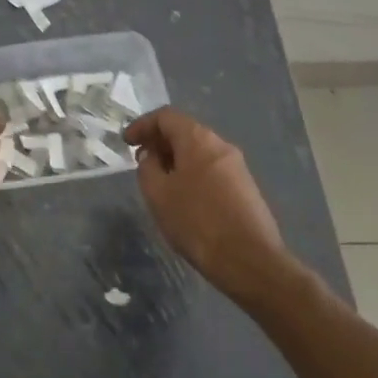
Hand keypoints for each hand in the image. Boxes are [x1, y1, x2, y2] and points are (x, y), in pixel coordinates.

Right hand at [126, 107, 292, 301]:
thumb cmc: (197, 222)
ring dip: (176, 159)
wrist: (251, 261)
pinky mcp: (246, 187)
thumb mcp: (158, 195)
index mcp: (198, 139)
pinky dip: (192, 173)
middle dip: (159, 142)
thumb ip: (147, 168)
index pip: (165, 116)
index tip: (126, 142)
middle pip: (184, 131)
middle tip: (141, 161)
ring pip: (199, 152)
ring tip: (160, 182)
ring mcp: (237, 166)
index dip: (142, 125)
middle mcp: (220, 144)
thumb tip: (152, 156)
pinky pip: (212, 169)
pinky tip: (185, 198)